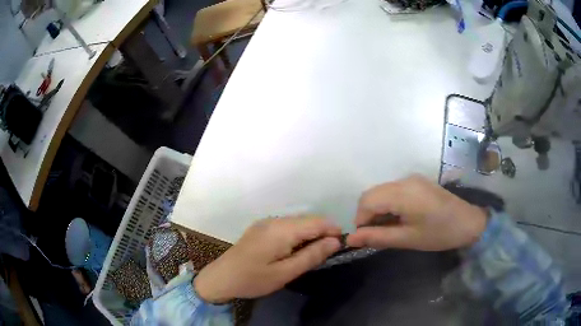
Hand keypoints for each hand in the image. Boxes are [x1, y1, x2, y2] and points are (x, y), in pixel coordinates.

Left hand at [194, 216, 341, 302]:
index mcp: (282, 230)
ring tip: (314, 253)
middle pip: (307, 220)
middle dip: (322, 233)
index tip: (342, 244)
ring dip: (310, 234)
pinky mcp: (261, 228)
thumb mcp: (285, 273)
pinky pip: (286, 226)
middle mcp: (274, 220)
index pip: (316, 222)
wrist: (221, 277)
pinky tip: (295, 250)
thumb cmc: (254, 279)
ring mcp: (266, 222)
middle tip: (328, 253)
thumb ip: (311, 256)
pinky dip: (297, 235)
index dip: (332, 230)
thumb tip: (335, 242)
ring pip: (297, 223)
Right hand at [347, 175, 486, 250]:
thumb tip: (351, 239)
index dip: (360, 220)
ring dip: (377, 210)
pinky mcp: (416, 182)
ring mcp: (411, 179)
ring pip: (381, 192)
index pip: (367, 201)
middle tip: (376, 235)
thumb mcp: (408, 239)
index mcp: (403, 193)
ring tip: (388, 228)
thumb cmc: (439, 234)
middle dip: (367, 215)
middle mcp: (404, 180)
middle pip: (372, 194)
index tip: (366, 238)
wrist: (468, 222)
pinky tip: (398, 218)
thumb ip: (378, 237)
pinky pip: (392, 191)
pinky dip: (388, 205)